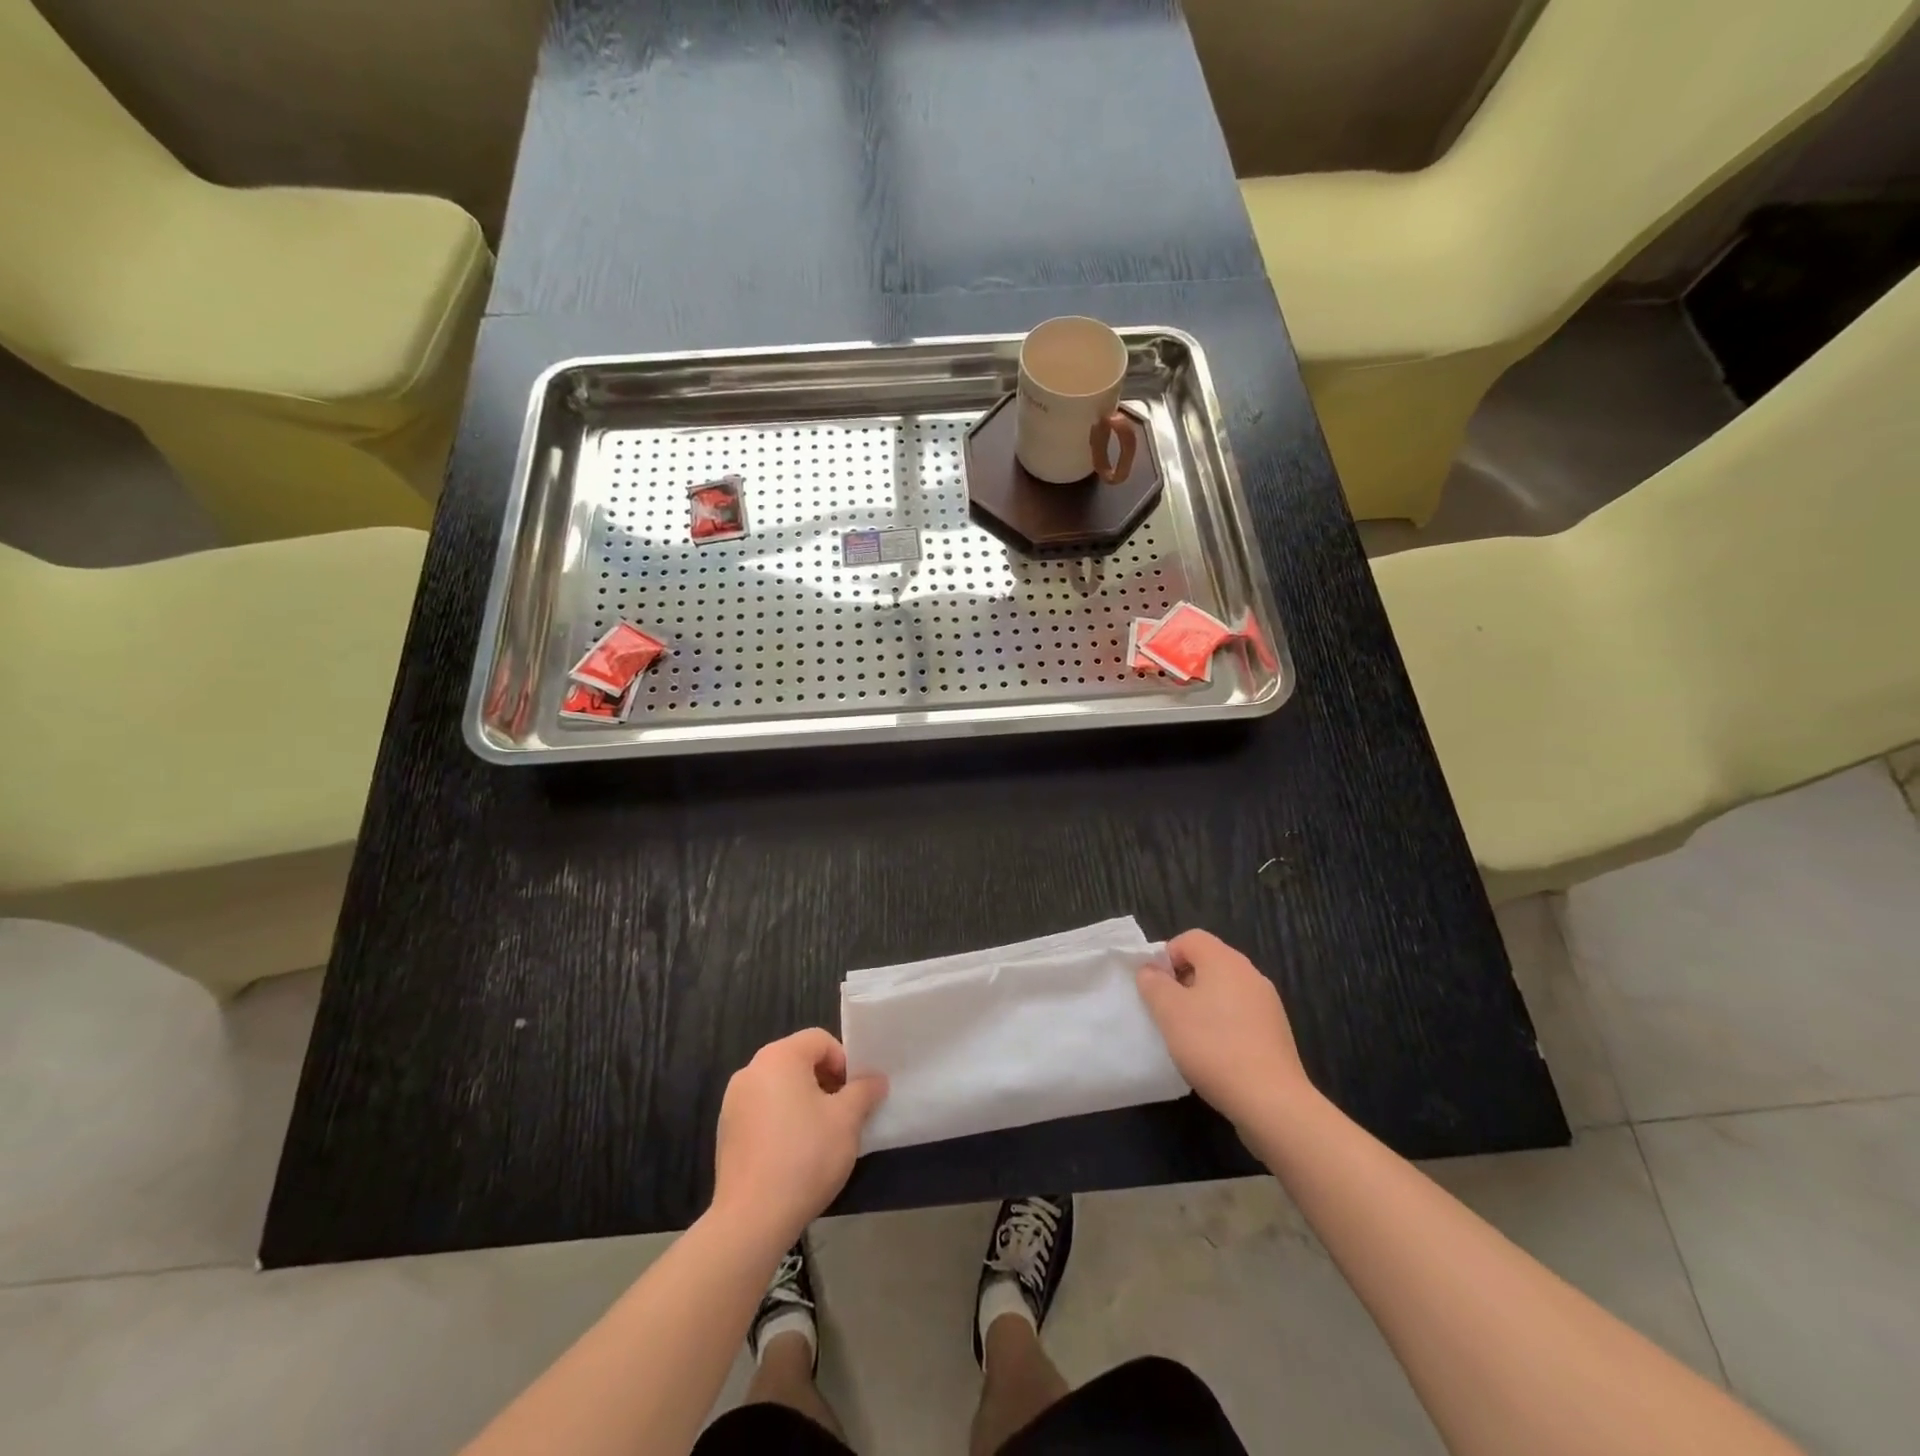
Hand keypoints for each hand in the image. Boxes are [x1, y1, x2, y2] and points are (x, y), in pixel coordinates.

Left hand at [712, 1029, 887, 1246]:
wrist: (751, 1218)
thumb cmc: (805, 1156)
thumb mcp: (847, 1120)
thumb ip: (864, 1091)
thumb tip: (876, 1079)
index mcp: (779, 1057)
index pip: (820, 1040)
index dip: (844, 1061)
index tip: (855, 1094)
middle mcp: (752, 1070)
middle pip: (798, 1060)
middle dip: (825, 1081)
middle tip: (842, 1113)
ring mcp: (734, 1101)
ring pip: (779, 1087)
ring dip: (804, 1101)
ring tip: (820, 1135)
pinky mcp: (726, 1131)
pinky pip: (762, 1111)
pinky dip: (781, 1120)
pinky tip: (793, 1154)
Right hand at [1137, 930, 1311, 1127]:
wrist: (1271, 1100)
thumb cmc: (1213, 1046)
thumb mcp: (1169, 1011)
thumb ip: (1153, 983)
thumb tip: (1151, 969)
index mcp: (1225, 960)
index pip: (1190, 938)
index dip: (1167, 956)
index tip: (1156, 987)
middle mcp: (1250, 974)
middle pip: (1209, 962)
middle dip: (1183, 981)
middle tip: (1167, 1011)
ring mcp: (1267, 1003)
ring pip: (1225, 990)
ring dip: (1202, 1004)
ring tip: (1189, 1035)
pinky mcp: (1276, 1032)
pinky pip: (1241, 1014)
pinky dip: (1223, 1024)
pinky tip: (1215, 1053)